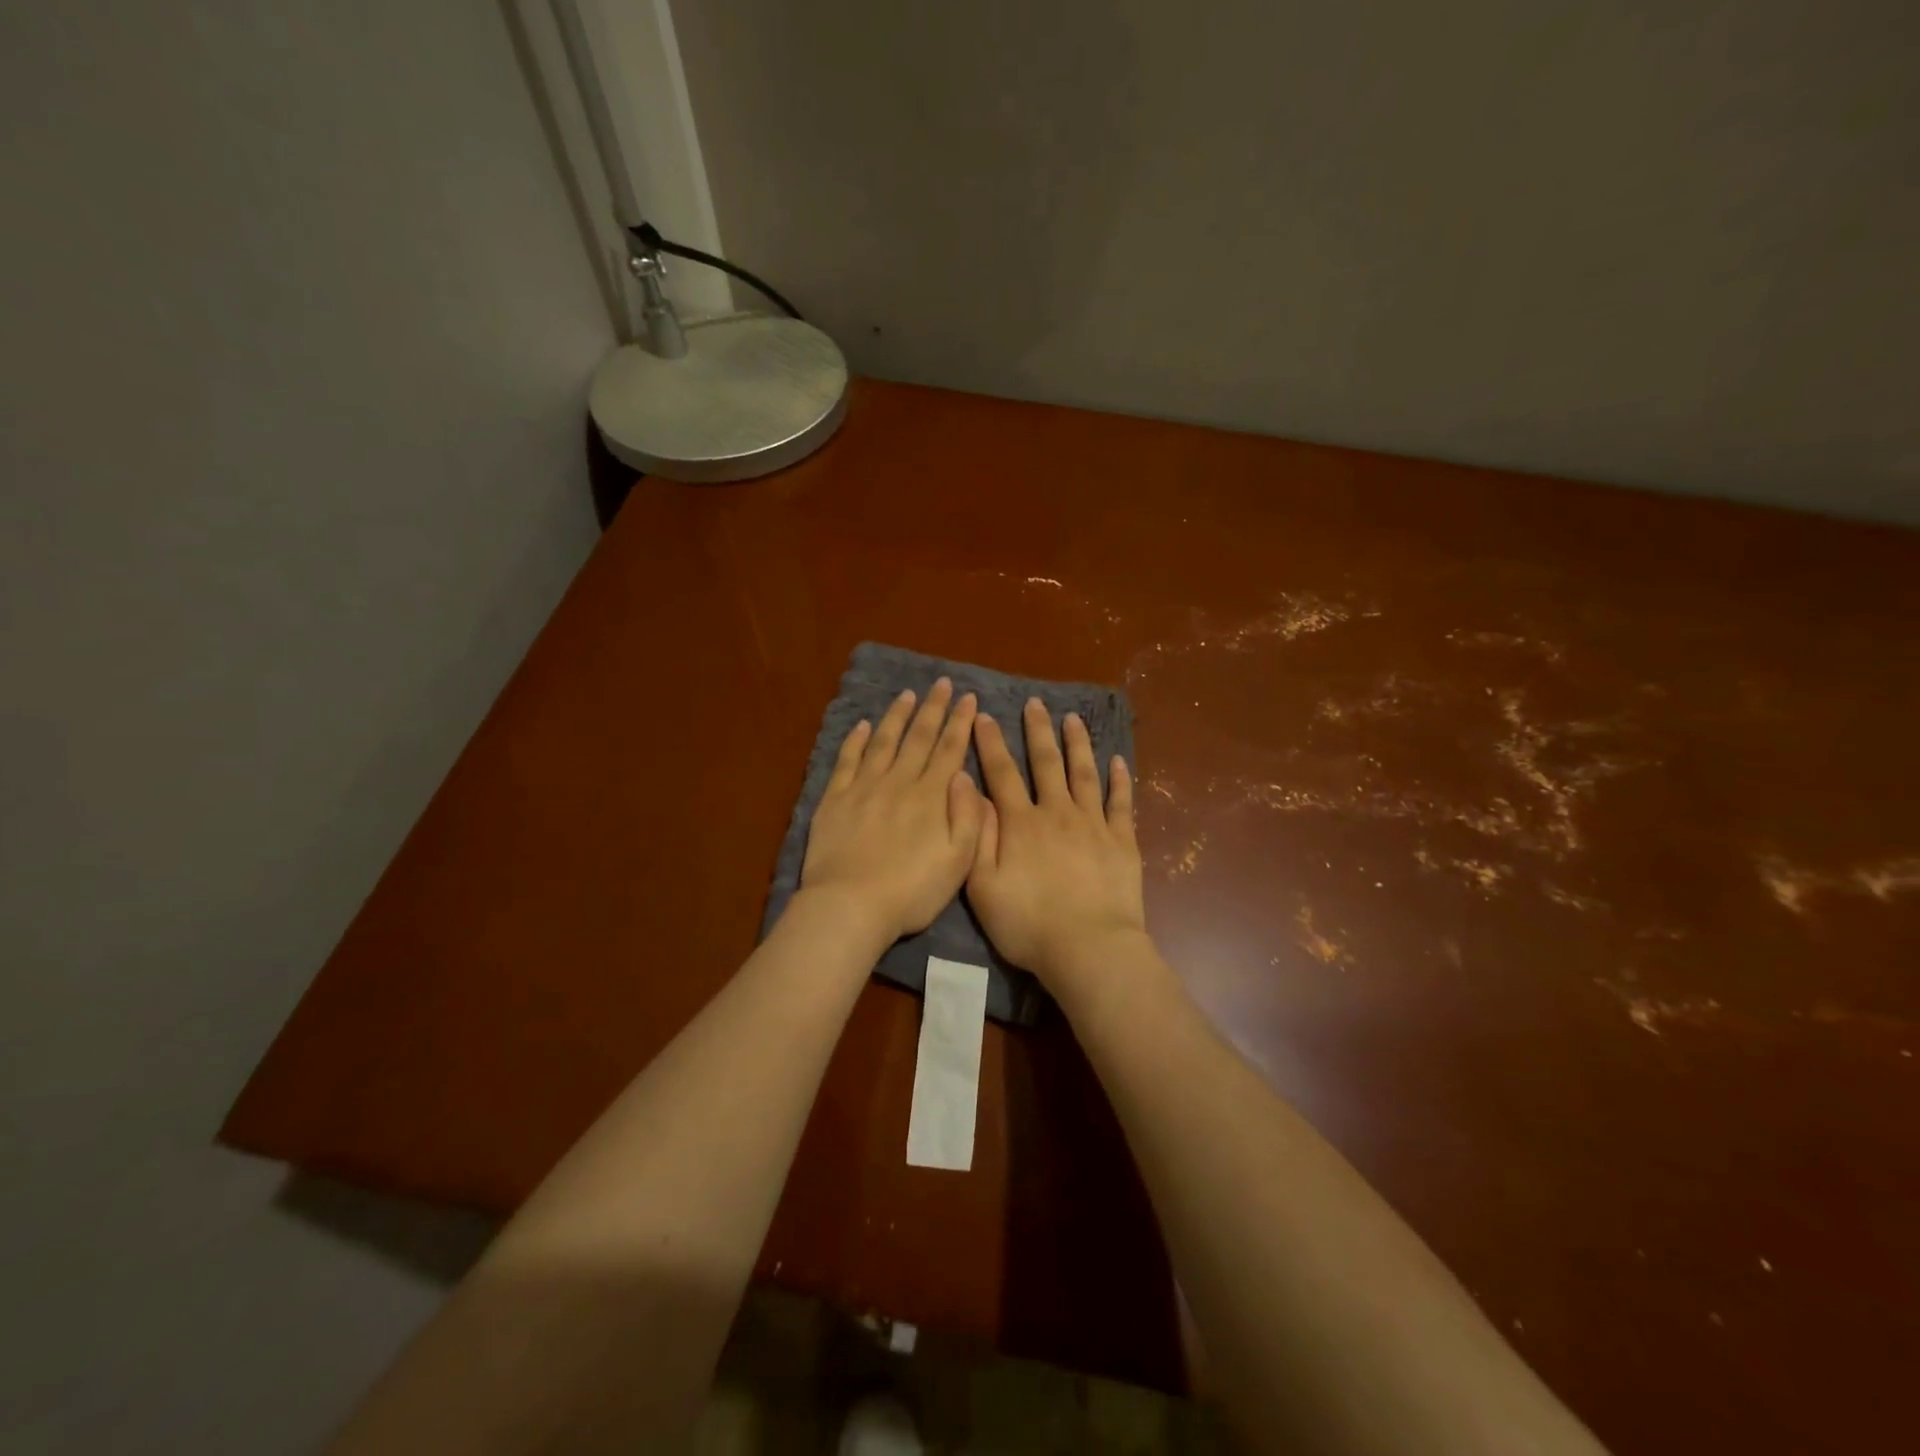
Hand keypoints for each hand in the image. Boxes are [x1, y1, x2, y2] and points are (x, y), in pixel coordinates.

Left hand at [800, 678, 983, 943]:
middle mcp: (900, 782)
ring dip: (897, 716)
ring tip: (907, 695)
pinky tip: (862, 725)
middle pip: (919, 737)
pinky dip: (855, 740)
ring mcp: (864, 787)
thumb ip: (969, 817)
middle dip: (933, 708)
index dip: (960, 722)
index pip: (950, 750)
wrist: (850, 905)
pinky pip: (847, 760)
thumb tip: (967, 776)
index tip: (968, 698)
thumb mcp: (959, 862)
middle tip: (941, 683)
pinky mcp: (835, 798)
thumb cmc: (911, 891)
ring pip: (884, 742)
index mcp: (932, 797)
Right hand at [967, 699, 1147, 993]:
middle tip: (1036, 703)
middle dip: (1038, 731)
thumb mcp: (982, 886)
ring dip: (1077, 744)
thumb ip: (976, 835)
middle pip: (1046, 762)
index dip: (990, 743)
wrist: (1088, 947)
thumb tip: (967, 789)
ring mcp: (1093, 824)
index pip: (1001, 773)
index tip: (984, 716)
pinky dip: (1119, 779)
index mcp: (1020, 823)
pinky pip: (1121, 802)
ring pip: (1084, 773)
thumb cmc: (1027, 924)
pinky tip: (1118, 761)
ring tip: (1073, 719)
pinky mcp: (1122, 841)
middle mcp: (1056, 812)